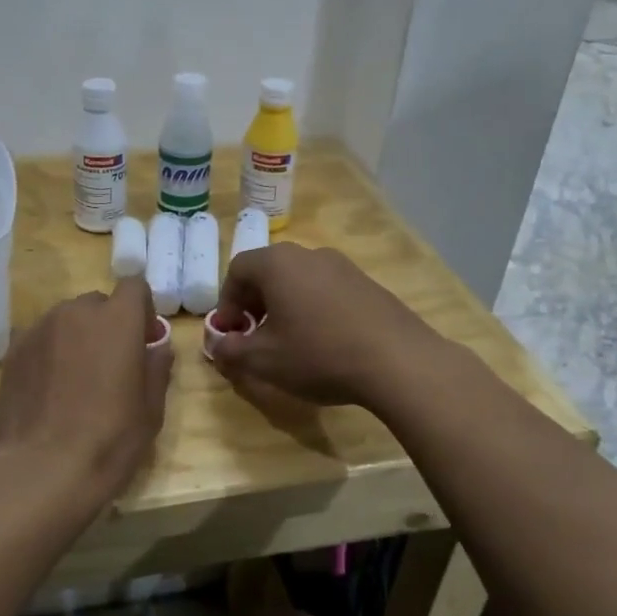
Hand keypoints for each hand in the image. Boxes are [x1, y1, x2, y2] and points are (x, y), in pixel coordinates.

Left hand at [0, 276, 172, 504]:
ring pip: (66, 320)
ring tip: (76, 381)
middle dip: (108, 325)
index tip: (143, 341)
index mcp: (117, 320)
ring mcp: (39, 329)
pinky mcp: (12, 352)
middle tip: (110, 365)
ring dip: (76, 338)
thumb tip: (157, 348)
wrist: (41, 470)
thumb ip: (156, 368)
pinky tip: (49, 391)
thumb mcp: (150, 410)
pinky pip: (40, 340)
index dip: (141, 310)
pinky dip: (49, 354)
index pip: (134, 287)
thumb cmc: (109, 439)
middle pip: (97, 304)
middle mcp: (75, 312)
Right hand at [208, 244, 449, 409]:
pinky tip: (324, 341)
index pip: (237, 270)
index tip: (232, 333)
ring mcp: (343, 266)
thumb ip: (231, 350)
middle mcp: (309, 254)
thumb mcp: (263, 360)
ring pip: (299, 280)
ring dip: (285, 306)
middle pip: (269, 271)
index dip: (227, 302)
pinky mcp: (368, 283)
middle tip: (255, 336)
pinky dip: (314, 309)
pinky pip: (327, 290)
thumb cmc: (318, 355)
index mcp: (277, 263)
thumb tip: (219, 346)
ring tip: (290, 341)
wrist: (397, 361)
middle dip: (255, 303)